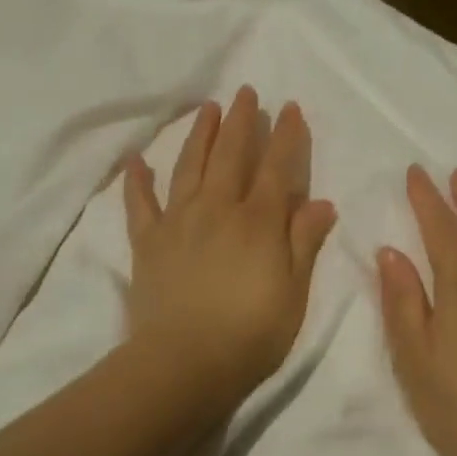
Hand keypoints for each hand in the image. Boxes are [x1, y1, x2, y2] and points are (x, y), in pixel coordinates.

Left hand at [123, 87, 337, 407]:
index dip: (285, 136)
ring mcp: (179, 222)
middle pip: (231, 155)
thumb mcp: (294, 291)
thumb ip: (304, 242)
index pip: (276, 168)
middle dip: (241, 121)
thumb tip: (320, 201)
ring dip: (200, 134)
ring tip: (206, 108)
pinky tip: (136, 160)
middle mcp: (218, 209)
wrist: (184, 363)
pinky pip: (140, 204)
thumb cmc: (251, 333)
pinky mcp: (148, 242)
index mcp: (258, 221)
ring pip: (189, 166)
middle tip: (245, 92)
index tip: (289, 107)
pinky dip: (137, 181)